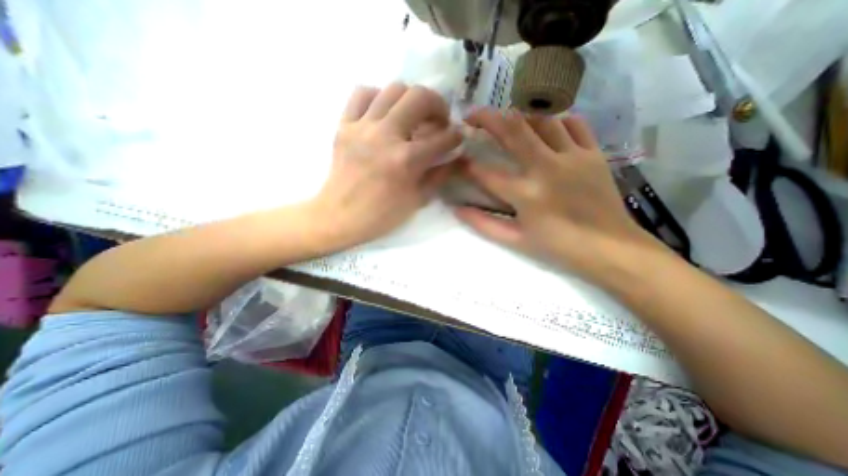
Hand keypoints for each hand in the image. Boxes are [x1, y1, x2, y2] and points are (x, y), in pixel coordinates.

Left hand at [308, 84, 461, 250]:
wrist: (340, 216)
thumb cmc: (381, 214)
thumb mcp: (417, 200)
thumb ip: (438, 175)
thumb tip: (453, 157)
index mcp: (406, 160)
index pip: (442, 137)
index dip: (456, 136)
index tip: (457, 137)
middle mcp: (386, 136)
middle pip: (419, 97)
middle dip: (438, 105)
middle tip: (439, 120)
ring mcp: (362, 127)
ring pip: (393, 89)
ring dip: (411, 99)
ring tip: (413, 115)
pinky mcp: (344, 126)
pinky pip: (362, 94)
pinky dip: (378, 97)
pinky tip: (384, 113)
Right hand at [454, 110, 665, 279]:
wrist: (610, 248)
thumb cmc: (558, 247)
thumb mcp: (515, 240)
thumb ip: (483, 224)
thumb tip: (457, 209)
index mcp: (525, 194)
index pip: (485, 173)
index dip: (465, 164)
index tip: (456, 159)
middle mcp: (546, 167)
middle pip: (512, 130)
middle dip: (486, 118)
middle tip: (471, 115)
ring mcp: (573, 156)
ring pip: (542, 119)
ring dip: (518, 116)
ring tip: (506, 121)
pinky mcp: (593, 153)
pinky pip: (573, 124)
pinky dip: (556, 121)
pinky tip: (546, 127)